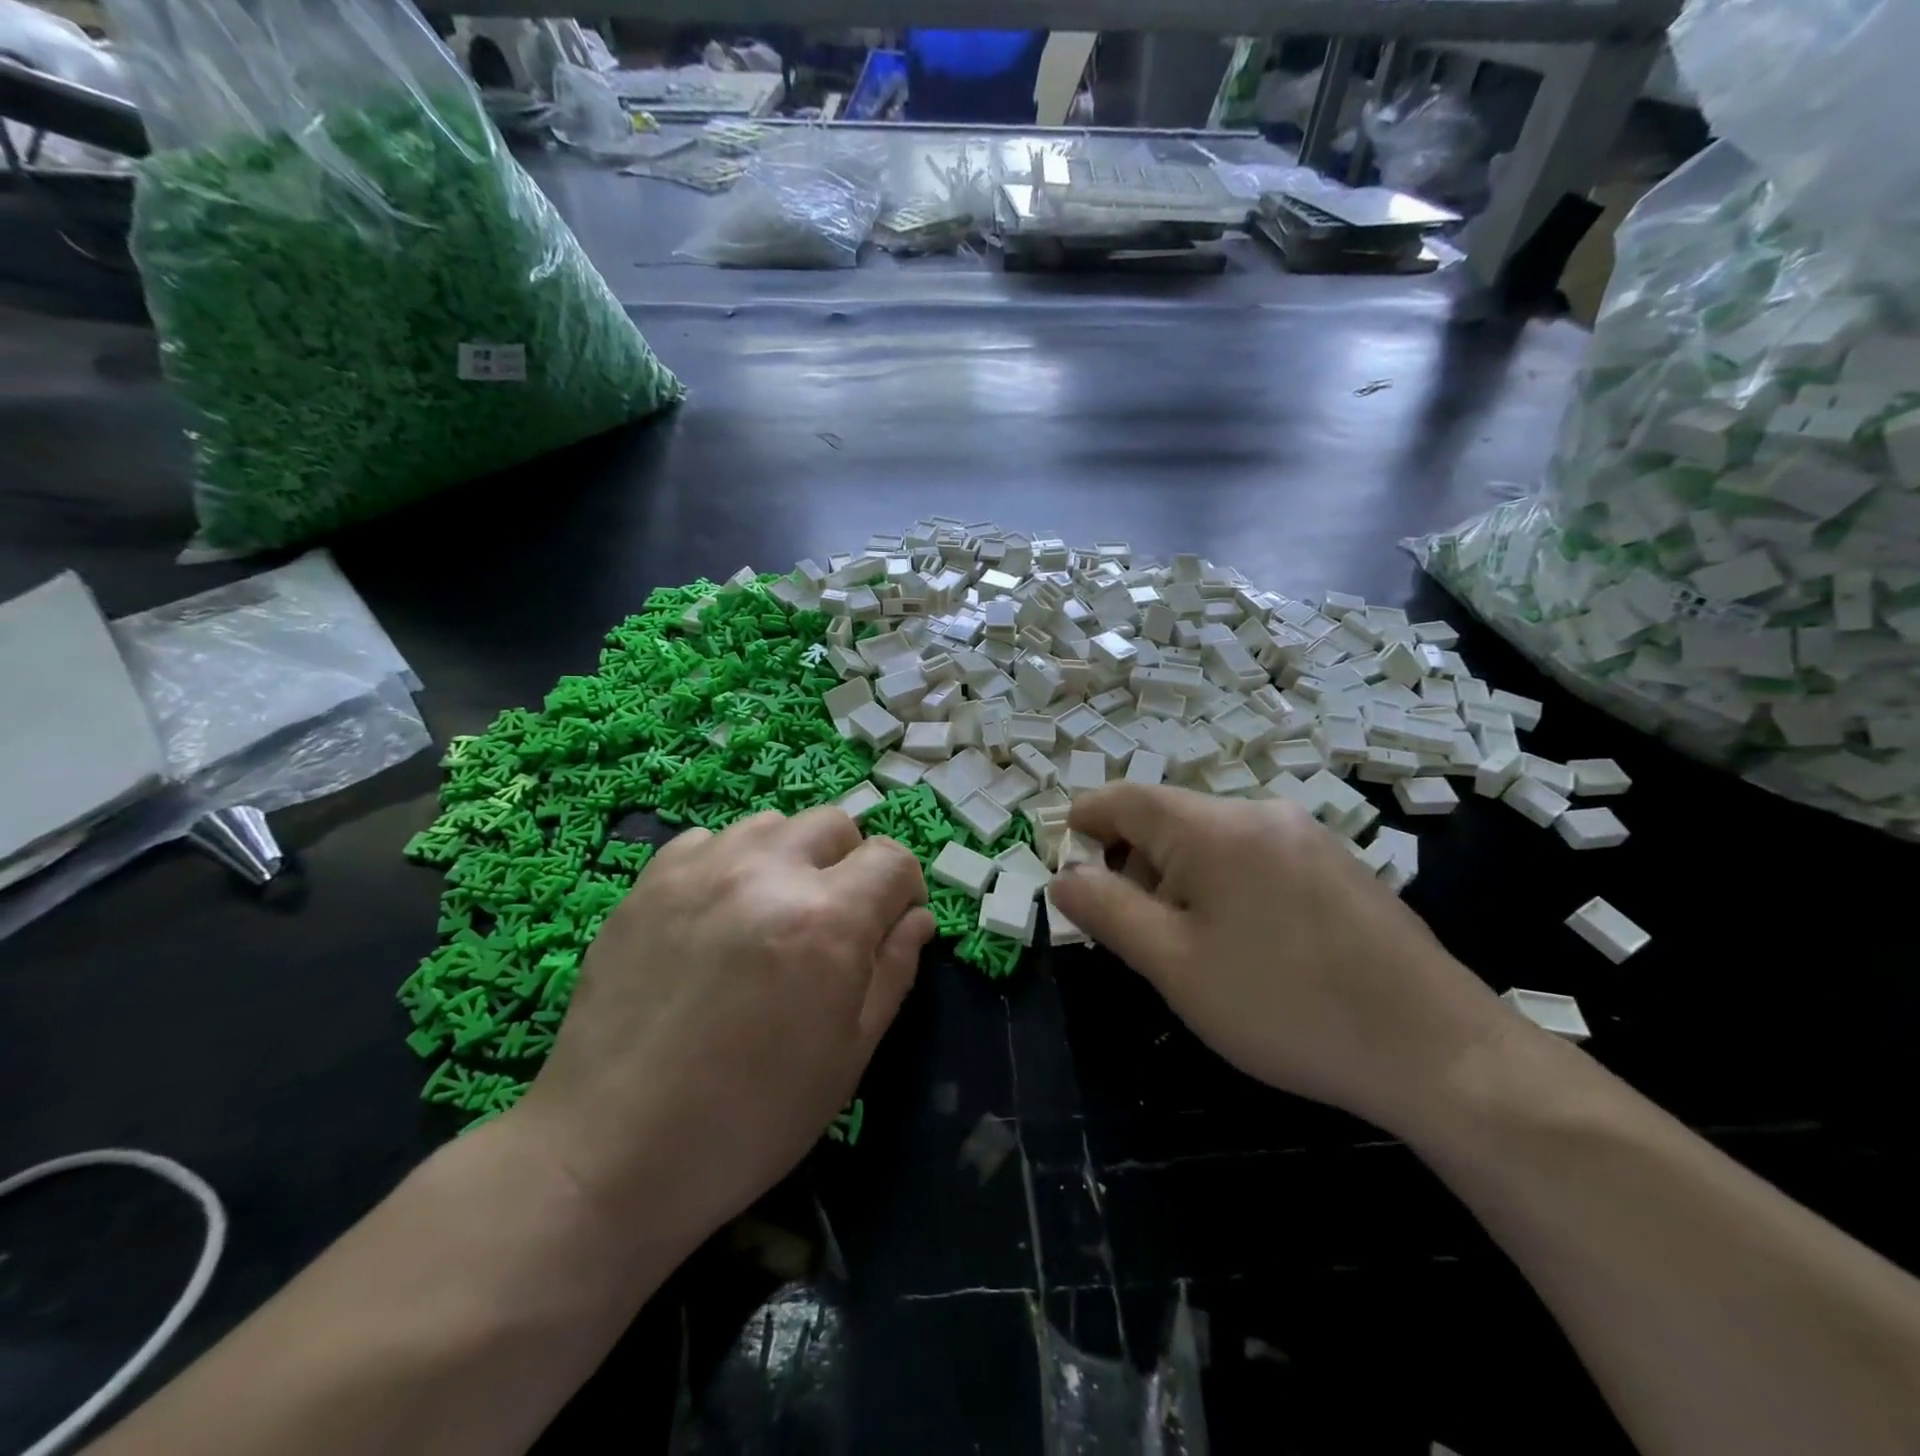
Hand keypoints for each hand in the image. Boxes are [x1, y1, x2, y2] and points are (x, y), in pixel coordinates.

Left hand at [514, 809, 932, 1246]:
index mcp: (828, 919)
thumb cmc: (751, 1119)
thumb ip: (893, 971)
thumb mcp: (849, 1055)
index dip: (903, 890)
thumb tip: (915, 918)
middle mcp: (767, 873)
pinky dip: (729, 863)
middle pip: (835, 824)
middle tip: (831, 923)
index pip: (892, 858)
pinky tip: (717, 916)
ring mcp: (701, 869)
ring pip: (773, 824)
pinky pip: (710, 840)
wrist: (611, 1153)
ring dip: (790, 858)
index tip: (888, 927)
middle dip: (850, 865)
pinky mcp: (649, 880)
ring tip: (771, 914)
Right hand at [1049, 784, 1507, 1136]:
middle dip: (1134, 862)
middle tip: (1128, 927)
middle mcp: (1261, 813)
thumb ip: (1108, 912)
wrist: (1438, 1049)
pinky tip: (1244, 943)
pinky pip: (1256, 856)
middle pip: (1170, 819)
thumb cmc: (1285, 1006)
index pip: (1126, 799)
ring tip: (1186, 946)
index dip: (1085, 819)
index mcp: (1214, 827)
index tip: (1063, 853)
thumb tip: (1064, 878)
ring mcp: (1307, 836)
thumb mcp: (1175, 964)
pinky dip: (1224, 884)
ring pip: (1214, 841)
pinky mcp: (1338, 865)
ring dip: (1178, 877)